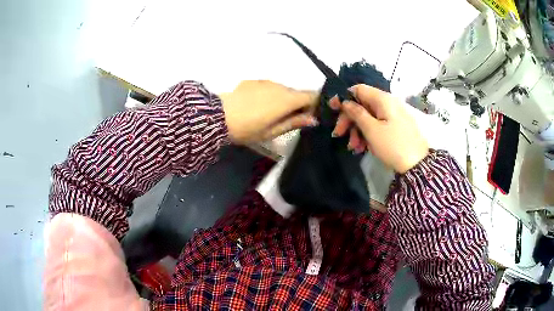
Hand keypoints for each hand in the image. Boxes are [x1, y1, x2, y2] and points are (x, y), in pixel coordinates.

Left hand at [220, 80, 318, 143]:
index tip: (308, 117)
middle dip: (298, 104)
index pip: (312, 95)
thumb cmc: (247, 128)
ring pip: (283, 90)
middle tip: (288, 120)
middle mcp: (280, 86)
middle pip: (298, 92)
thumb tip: (313, 119)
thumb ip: (294, 123)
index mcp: (287, 99)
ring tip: (270, 115)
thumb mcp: (272, 131)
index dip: (315, 105)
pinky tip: (257, 106)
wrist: (217, 116)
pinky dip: (270, 95)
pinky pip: (270, 87)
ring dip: (283, 100)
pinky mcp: (254, 81)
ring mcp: (266, 82)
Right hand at [329, 84, 428, 172]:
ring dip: (357, 130)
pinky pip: (377, 125)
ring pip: (368, 117)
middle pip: (362, 105)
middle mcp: (388, 103)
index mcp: (383, 99)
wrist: (418, 165)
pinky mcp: (395, 126)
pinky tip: (362, 148)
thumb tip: (345, 101)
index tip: (332, 110)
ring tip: (354, 148)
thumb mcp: (372, 130)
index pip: (359, 89)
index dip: (344, 98)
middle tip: (338, 134)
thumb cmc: (393, 146)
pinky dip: (368, 134)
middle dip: (349, 119)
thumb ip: (356, 113)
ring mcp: (393, 115)